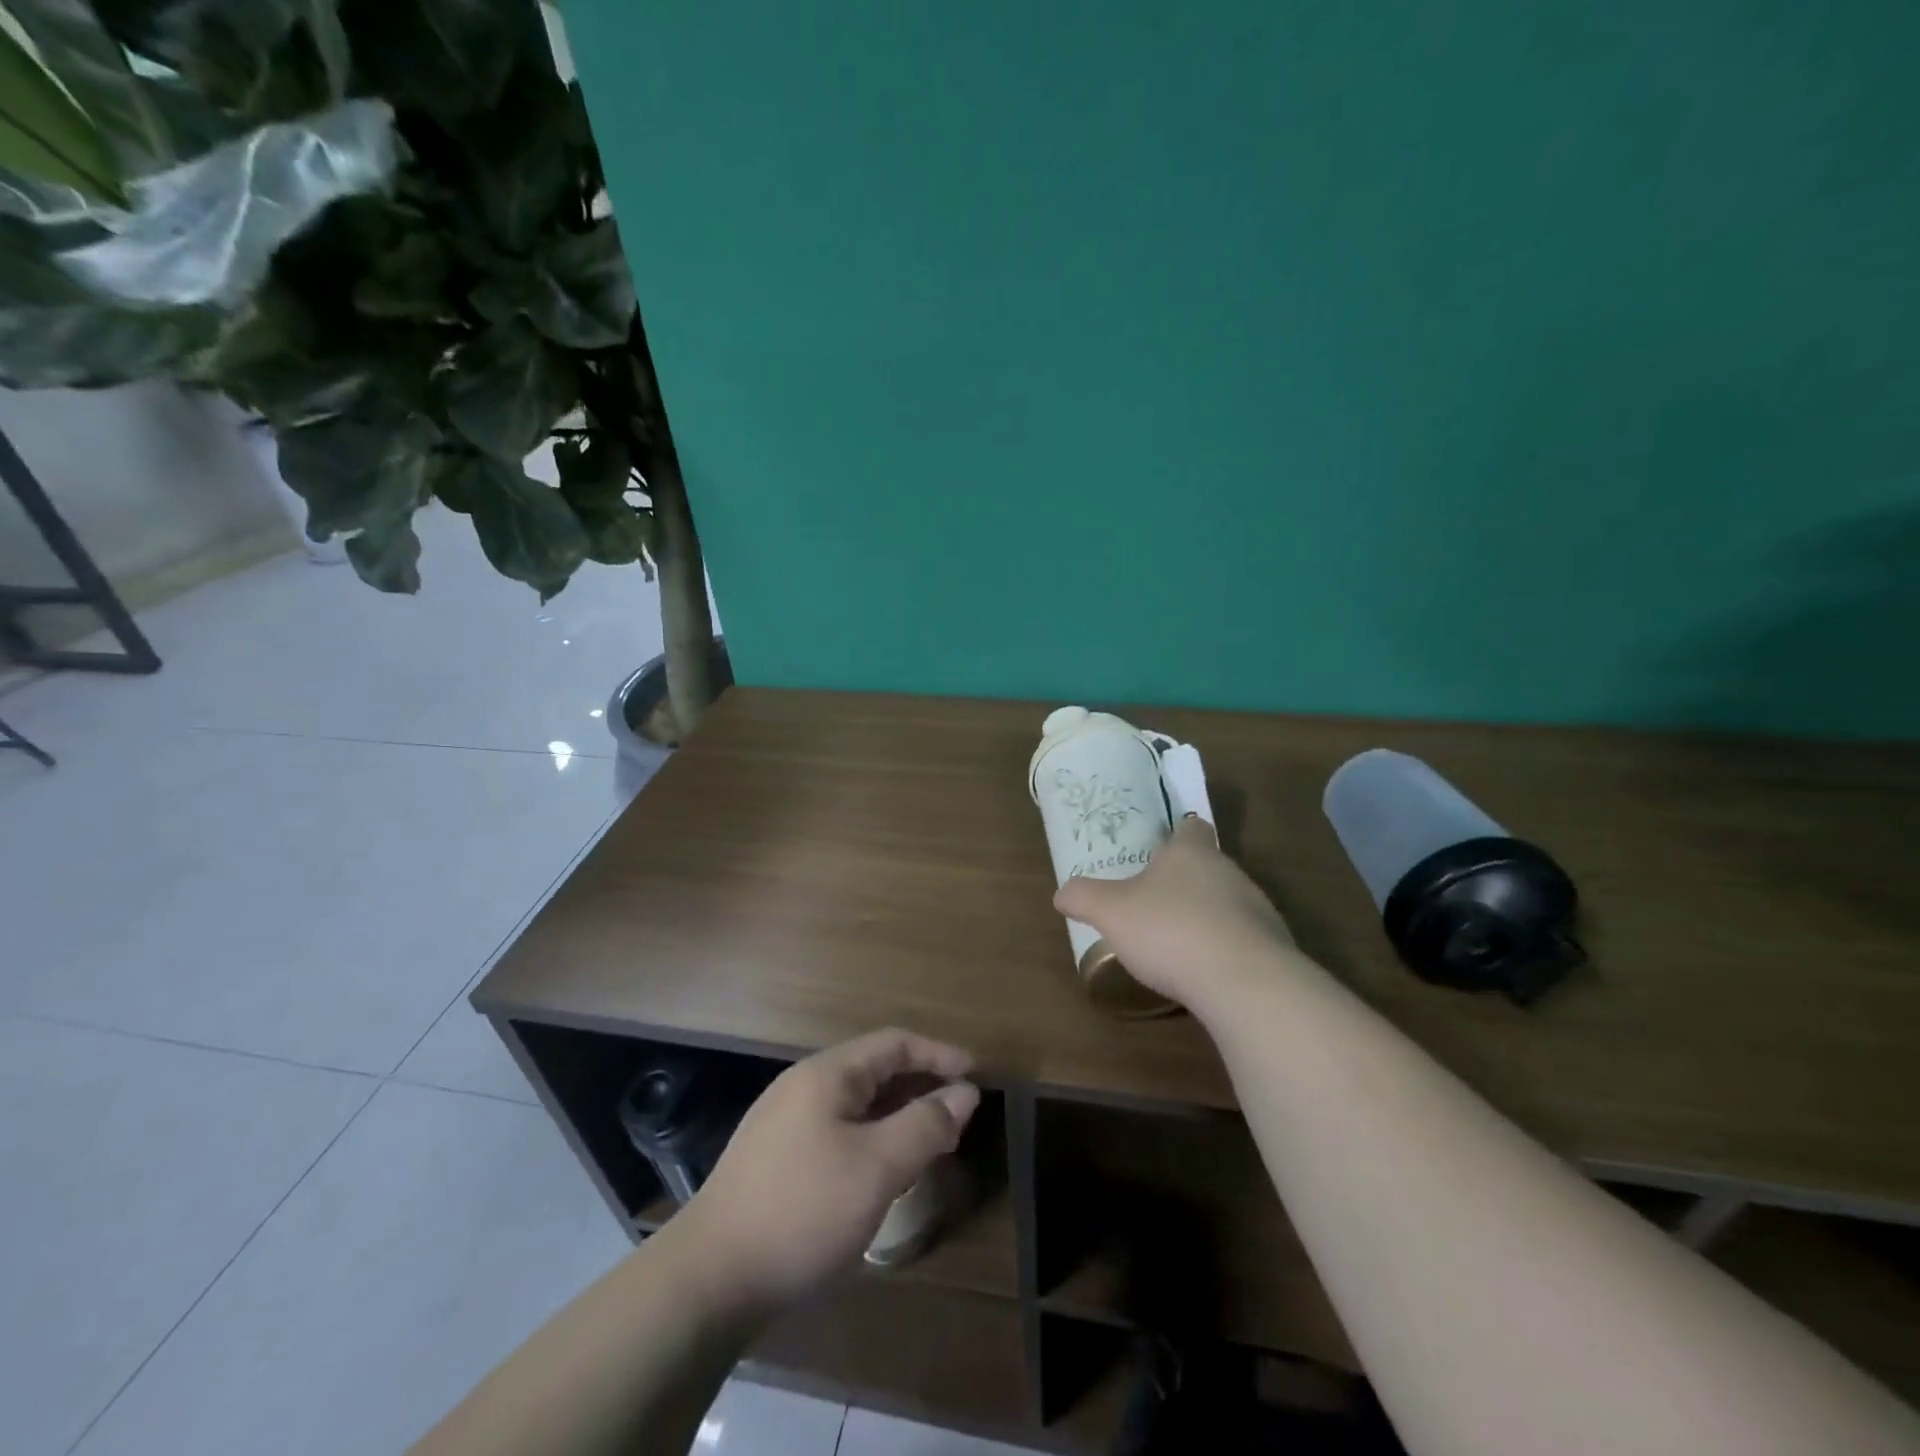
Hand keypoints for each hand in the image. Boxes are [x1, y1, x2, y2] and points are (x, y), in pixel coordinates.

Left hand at [684, 1029, 979, 1309]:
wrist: (707, 1279)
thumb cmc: (802, 1211)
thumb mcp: (876, 1167)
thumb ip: (925, 1124)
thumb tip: (965, 1092)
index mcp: (827, 1074)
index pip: (894, 1043)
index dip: (938, 1054)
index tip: (975, 1075)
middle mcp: (803, 1086)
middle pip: (874, 1070)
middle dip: (919, 1086)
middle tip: (958, 1115)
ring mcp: (784, 1122)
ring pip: (855, 1105)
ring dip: (896, 1116)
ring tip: (928, 1144)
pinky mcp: (775, 1159)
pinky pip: (837, 1131)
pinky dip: (870, 1139)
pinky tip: (880, 1173)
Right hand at [1054, 817, 1304, 1015]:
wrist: (1244, 983)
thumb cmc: (1170, 930)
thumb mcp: (1111, 912)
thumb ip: (1084, 898)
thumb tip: (1062, 893)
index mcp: (1190, 852)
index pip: (1191, 827)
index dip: (1177, 833)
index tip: (1161, 847)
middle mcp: (1228, 871)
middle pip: (1208, 866)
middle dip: (1184, 881)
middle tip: (1154, 900)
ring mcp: (1256, 909)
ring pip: (1227, 902)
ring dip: (1206, 916)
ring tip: (1177, 941)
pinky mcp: (1272, 947)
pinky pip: (1242, 939)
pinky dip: (1223, 949)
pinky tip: (1204, 972)